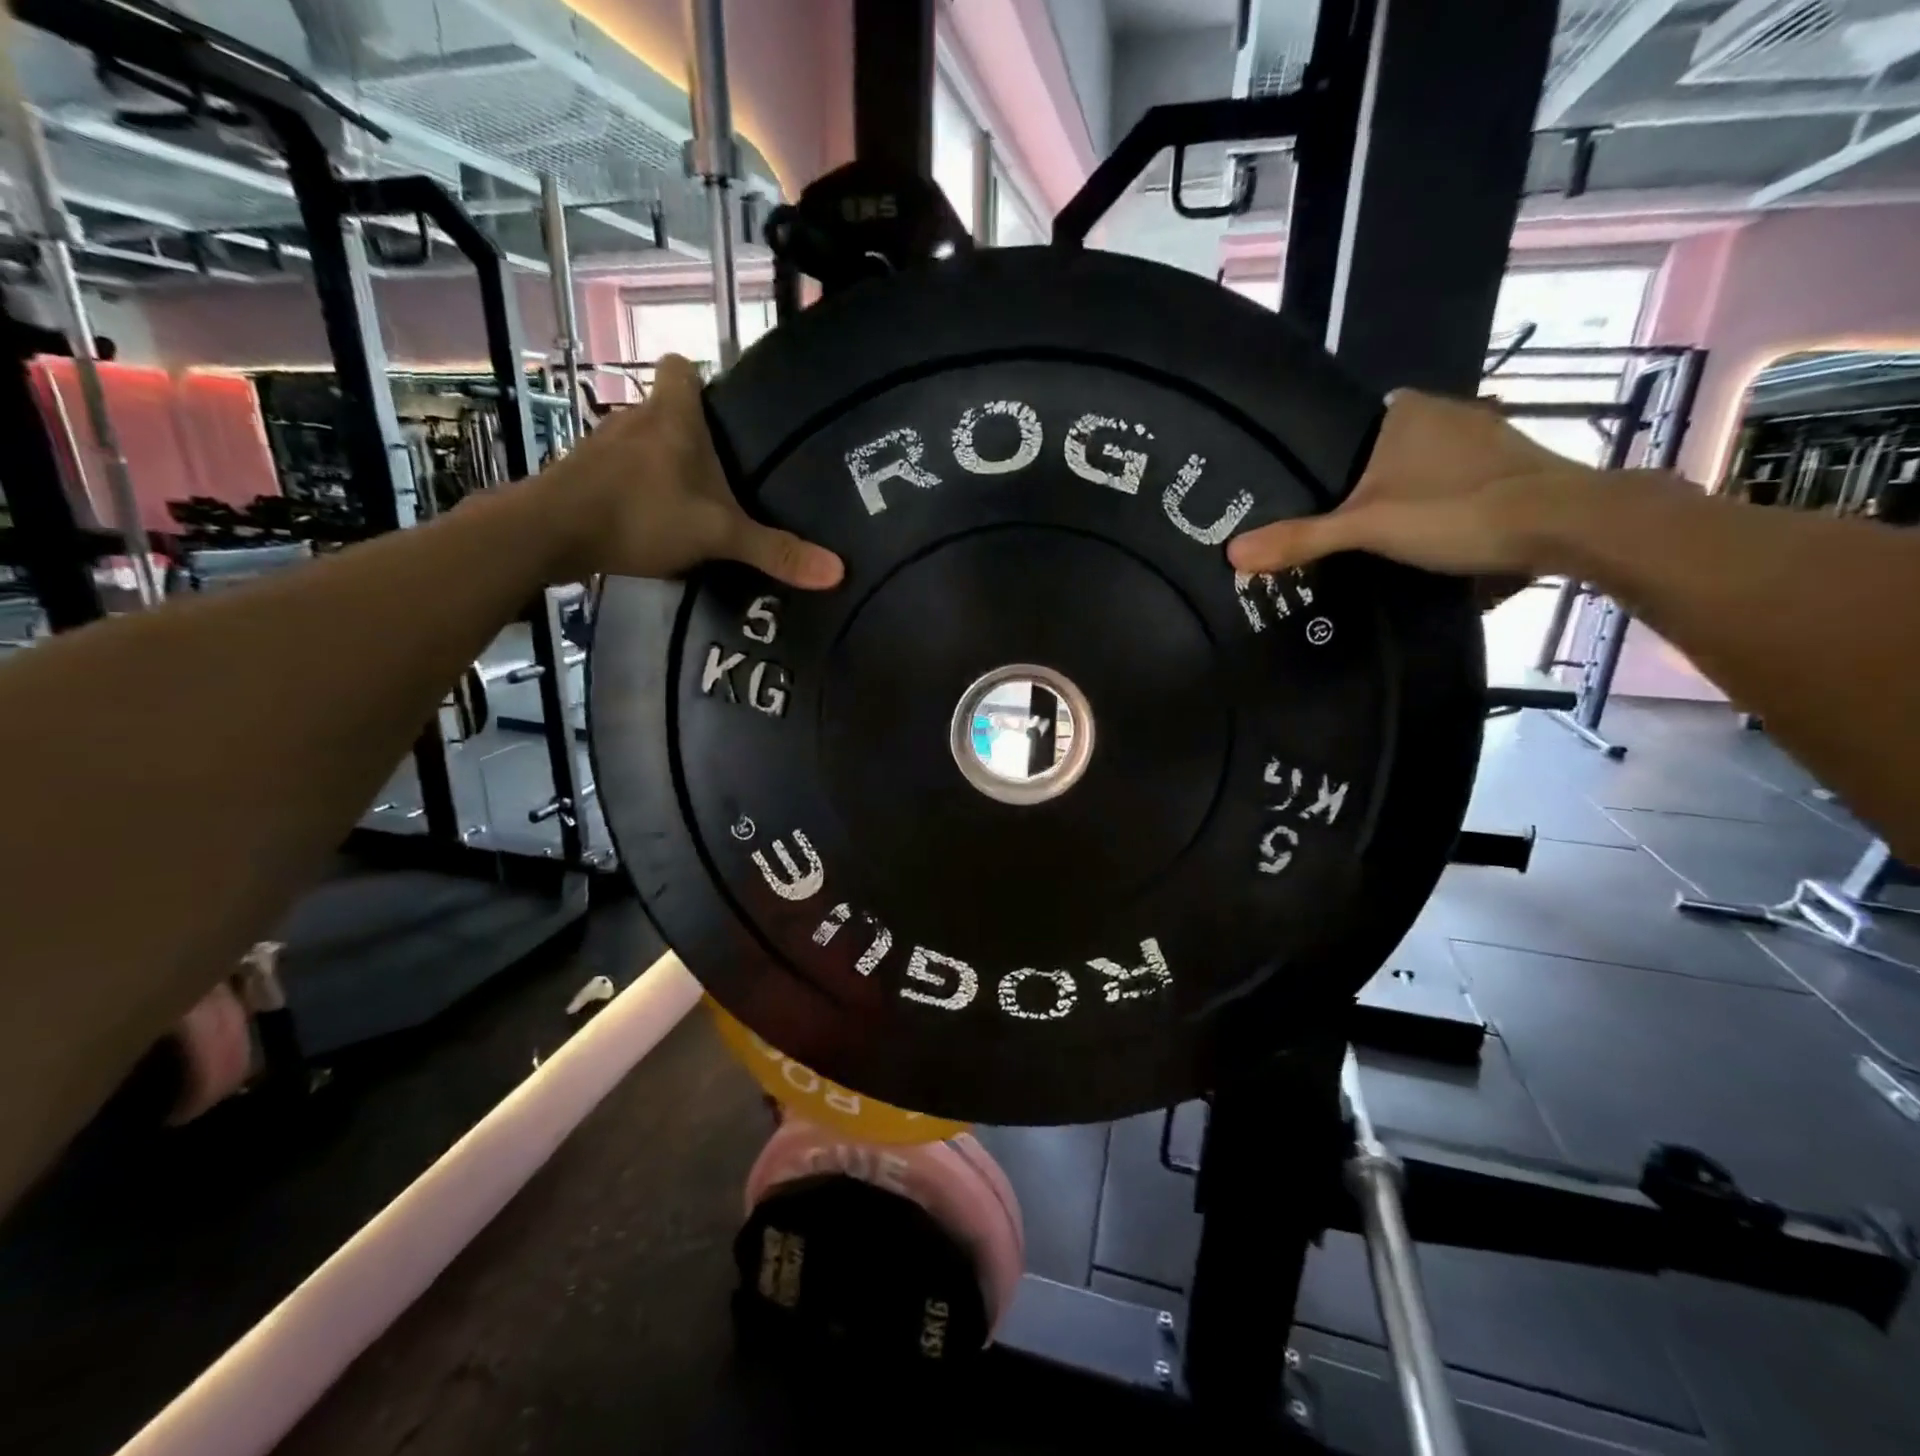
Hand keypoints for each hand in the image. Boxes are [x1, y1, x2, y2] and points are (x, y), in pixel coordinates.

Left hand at [542, 355, 843, 588]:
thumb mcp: (717, 535)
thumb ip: (774, 551)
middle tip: (725, 470)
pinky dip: (637, 488)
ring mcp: (603, 445)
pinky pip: (620, 470)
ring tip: (691, 500)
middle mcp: (636, 418)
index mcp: (673, 417)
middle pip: (667, 408)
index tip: (725, 409)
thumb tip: (837, 572)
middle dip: (692, 434)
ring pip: (643, 441)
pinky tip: (651, 520)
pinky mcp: (582, 474)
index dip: (703, 379)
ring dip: (663, 463)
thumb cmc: (641, 514)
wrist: (550, 532)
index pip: (683, 367)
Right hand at [1227, 389, 1598, 579]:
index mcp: (1405, 411)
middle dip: (1362, 479)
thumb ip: (1300, 539)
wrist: (1566, 524)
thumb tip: (1231, 554)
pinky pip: (1454, 480)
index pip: (1348, 425)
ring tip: (1371, 533)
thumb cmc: (1456, 510)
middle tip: (1332, 520)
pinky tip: (1427, 533)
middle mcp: (1444, 412)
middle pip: (1383, 448)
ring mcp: (1483, 437)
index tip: (1307, 491)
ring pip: (1422, 465)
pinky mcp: (1511, 466)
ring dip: (1402, 492)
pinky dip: (1438, 502)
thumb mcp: (1366, 528)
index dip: (1326, 456)